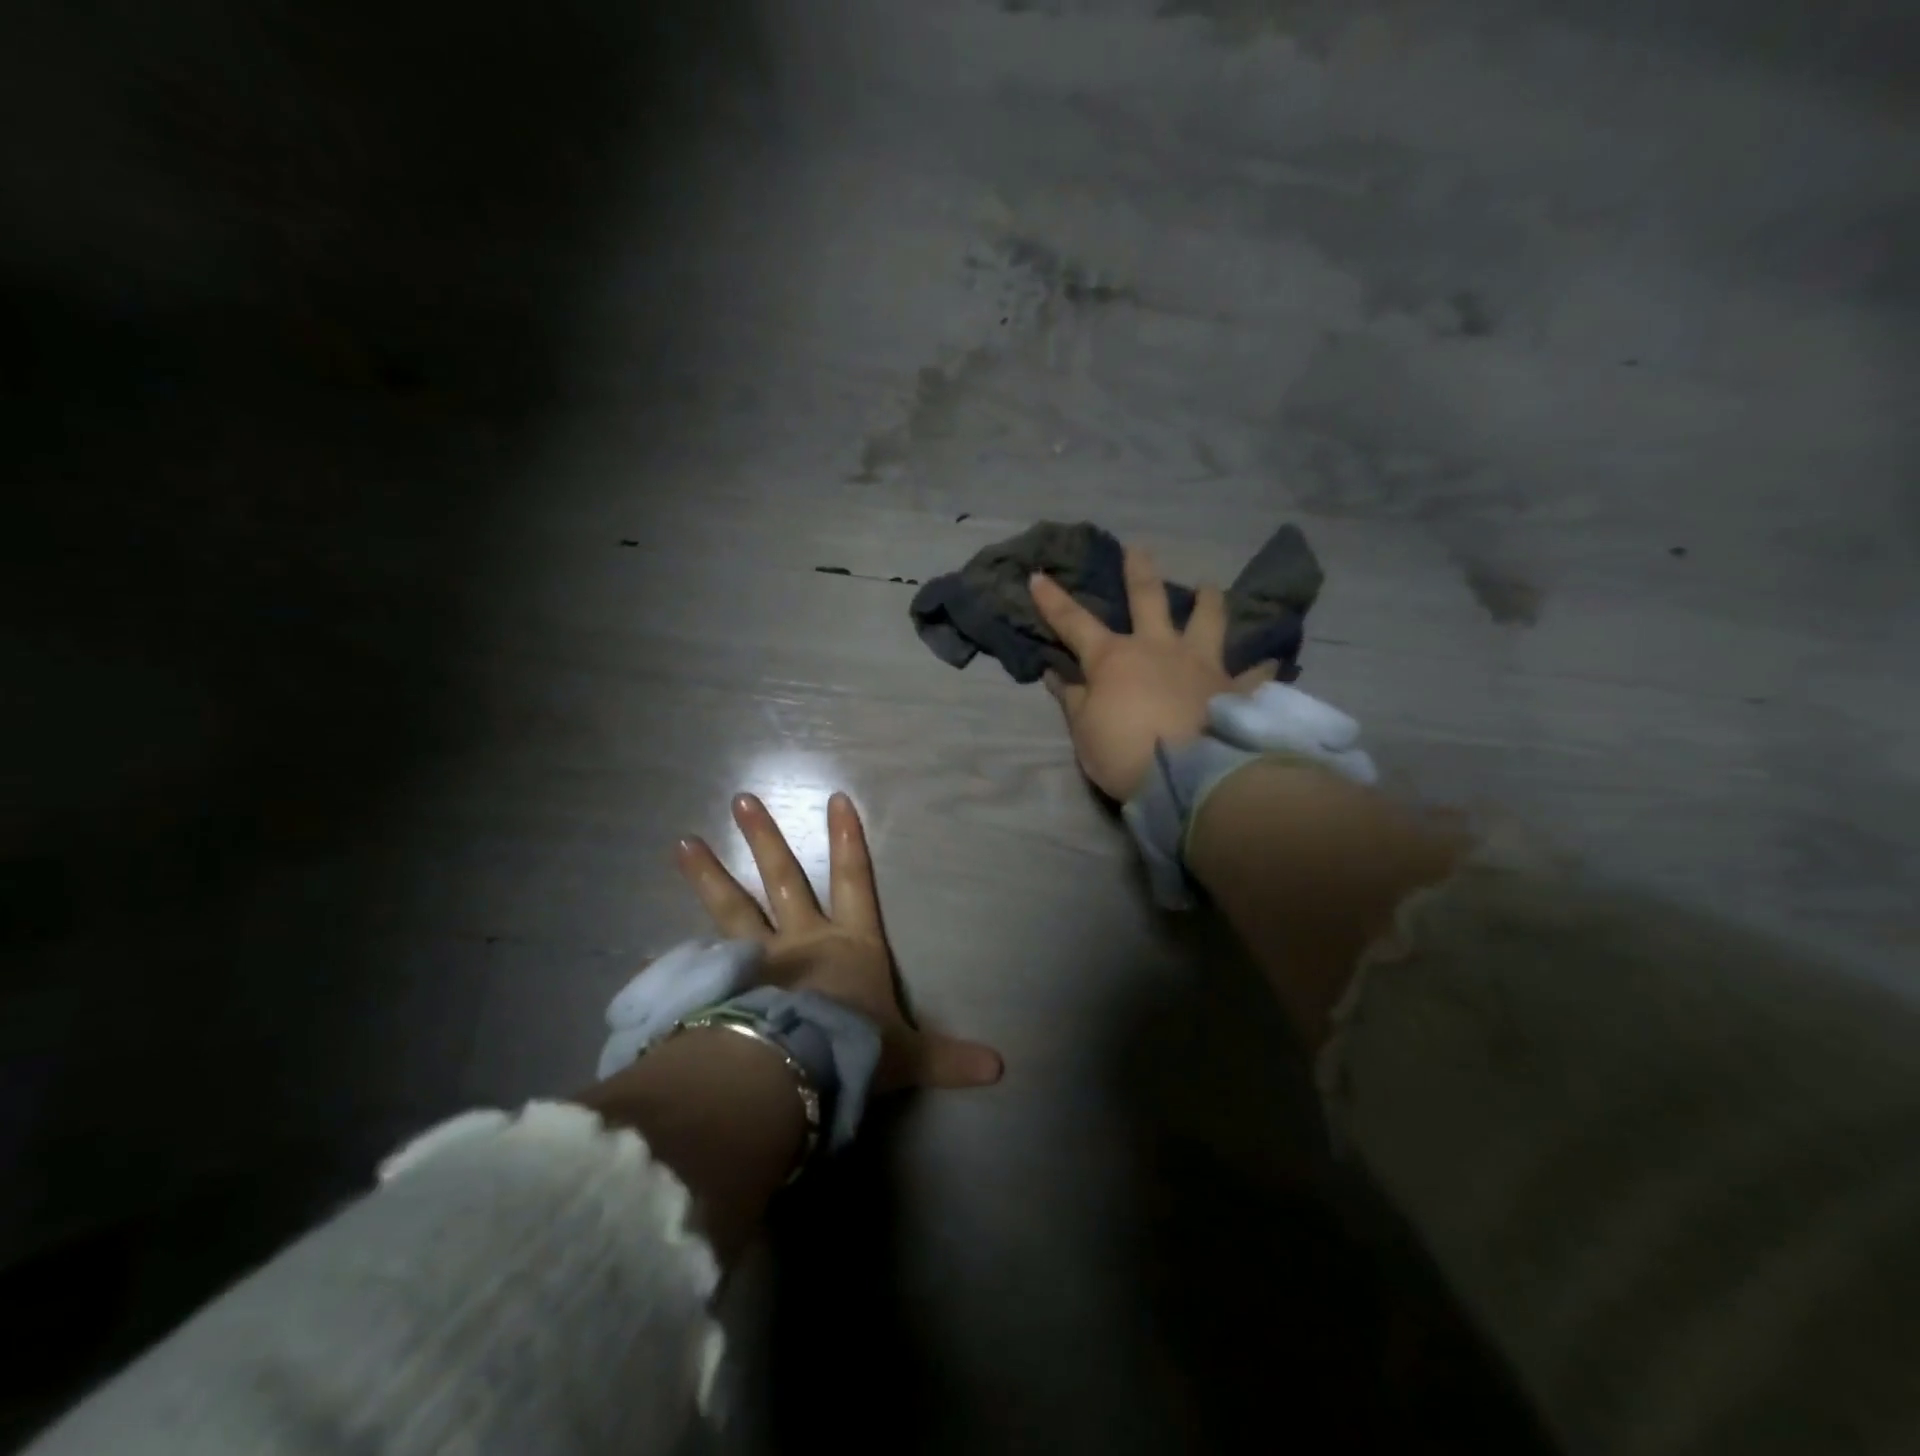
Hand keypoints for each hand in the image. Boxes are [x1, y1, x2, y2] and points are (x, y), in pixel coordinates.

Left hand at [674, 791, 1003, 1094]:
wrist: (798, 1069)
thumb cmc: (858, 1049)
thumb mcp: (908, 1056)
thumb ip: (948, 1059)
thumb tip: (1001, 1069)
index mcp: (849, 945)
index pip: (853, 880)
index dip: (848, 841)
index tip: (836, 799)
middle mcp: (801, 940)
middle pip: (783, 879)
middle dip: (766, 839)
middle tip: (742, 800)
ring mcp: (758, 960)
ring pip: (732, 908)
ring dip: (709, 875)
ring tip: (681, 843)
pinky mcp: (725, 987)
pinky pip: (701, 965)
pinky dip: (680, 955)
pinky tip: (652, 947)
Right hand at [1031, 546, 1275, 800]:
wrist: (1188, 776)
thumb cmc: (1123, 751)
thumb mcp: (1084, 730)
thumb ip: (1073, 699)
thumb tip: (1057, 674)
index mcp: (1114, 658)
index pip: (1074, 622)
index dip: (1053, 600)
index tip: (1038, 576)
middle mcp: (1159, 649)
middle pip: (1148, 599)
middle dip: (1139, 571)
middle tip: (1138, 548)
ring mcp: (1201, 665)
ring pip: (1207, 620)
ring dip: (1207, 600)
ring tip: (1208, 585)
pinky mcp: (1234, 689)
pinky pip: (1251, 674)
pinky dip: (1260, 668)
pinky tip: (1271, 661)